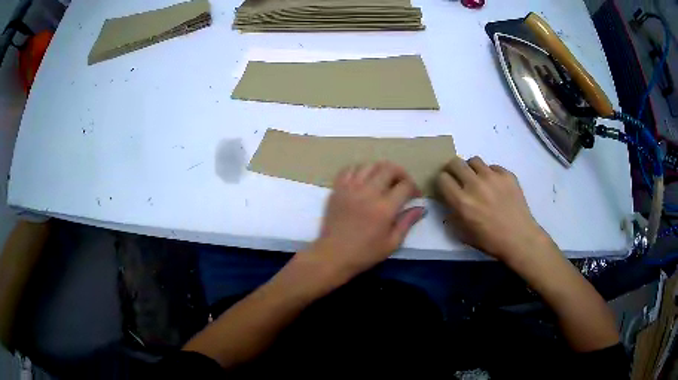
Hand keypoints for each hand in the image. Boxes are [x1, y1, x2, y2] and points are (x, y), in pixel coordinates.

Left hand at [301, 161, 425, 278]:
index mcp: (384, 208)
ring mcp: (350, 188)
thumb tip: (421, 208)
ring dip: (381, 170)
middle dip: (401, 173)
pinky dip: (360, 170)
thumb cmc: (364, 253)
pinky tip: (364, 180)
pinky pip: (350, 169)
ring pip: (370, 165)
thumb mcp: (392, 243)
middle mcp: (368, 192)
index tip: (415, 196)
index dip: (414, 188)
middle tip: (402, 184)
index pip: (405, 185)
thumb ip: (407, 222)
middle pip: (389, 168)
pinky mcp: (337, 188)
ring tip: (384, 181)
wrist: (333, 255)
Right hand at [436, 156, 546, 260]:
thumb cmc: (490, 241)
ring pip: (474, 161)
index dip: (442, 181)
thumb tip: (449, 203)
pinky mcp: (507, 175)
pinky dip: (490, 173)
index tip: (446, 186)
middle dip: (453, 169)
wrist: (520, 238)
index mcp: (462, 202)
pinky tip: (495, 185)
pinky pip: (493, 167)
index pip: (442, 178)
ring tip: (477, 179)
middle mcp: (475, 185)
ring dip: (471, 169)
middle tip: (458, 177)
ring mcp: (492, 177)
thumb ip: (453, 216)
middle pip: (455, 163)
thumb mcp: (464, 234)